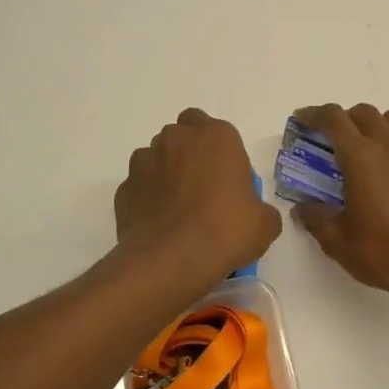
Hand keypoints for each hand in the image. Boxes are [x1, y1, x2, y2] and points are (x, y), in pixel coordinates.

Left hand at [115, 109, 282, 289]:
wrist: (171, 261)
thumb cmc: (225, 232)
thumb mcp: (264, 224)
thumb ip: (260, 208)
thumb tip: (252, 213)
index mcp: (215, 137)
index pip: (214, 128)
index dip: (219, 151)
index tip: (227, 178)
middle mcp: (176, 139)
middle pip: (182, 136)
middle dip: (189, 154)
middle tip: (202, 189)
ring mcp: (144, 162)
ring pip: (156, 158)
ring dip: (166, 174)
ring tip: (177, 210)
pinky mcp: (123, 188)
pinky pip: (140, 187)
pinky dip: (148, 199)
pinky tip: (159, 225)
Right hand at [291, 104, 388, 303]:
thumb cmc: (384, 254)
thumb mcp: (338, 242)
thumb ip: (316, 219)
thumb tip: (302, 208)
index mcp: (362, 158)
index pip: (333, 119)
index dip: (313, 114)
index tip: (301, 120)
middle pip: (364, 113)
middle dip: (344, 120)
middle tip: (332, 141)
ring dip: (377, 126)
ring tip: (369, 150)